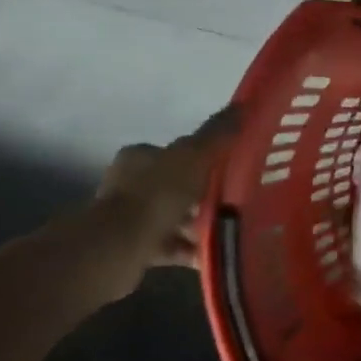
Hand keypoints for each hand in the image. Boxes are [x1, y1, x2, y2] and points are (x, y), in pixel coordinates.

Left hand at [93, 106, 241, 273]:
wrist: (119, 246)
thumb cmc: (157, 195)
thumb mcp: (193, 157)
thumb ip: (216, 135)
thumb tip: (241, 106)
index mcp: (139, 158)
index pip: (176, 154)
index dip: (204, 161)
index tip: (230, 173)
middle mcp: (129, 184)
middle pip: (178, 187)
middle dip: (205, 197)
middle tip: (235, 204)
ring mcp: (129, 218)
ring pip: (175, 218)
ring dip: (200, 225)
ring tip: (229, 231)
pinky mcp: (133, 247)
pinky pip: (171, 245)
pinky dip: (191, 249)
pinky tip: (212, 254)